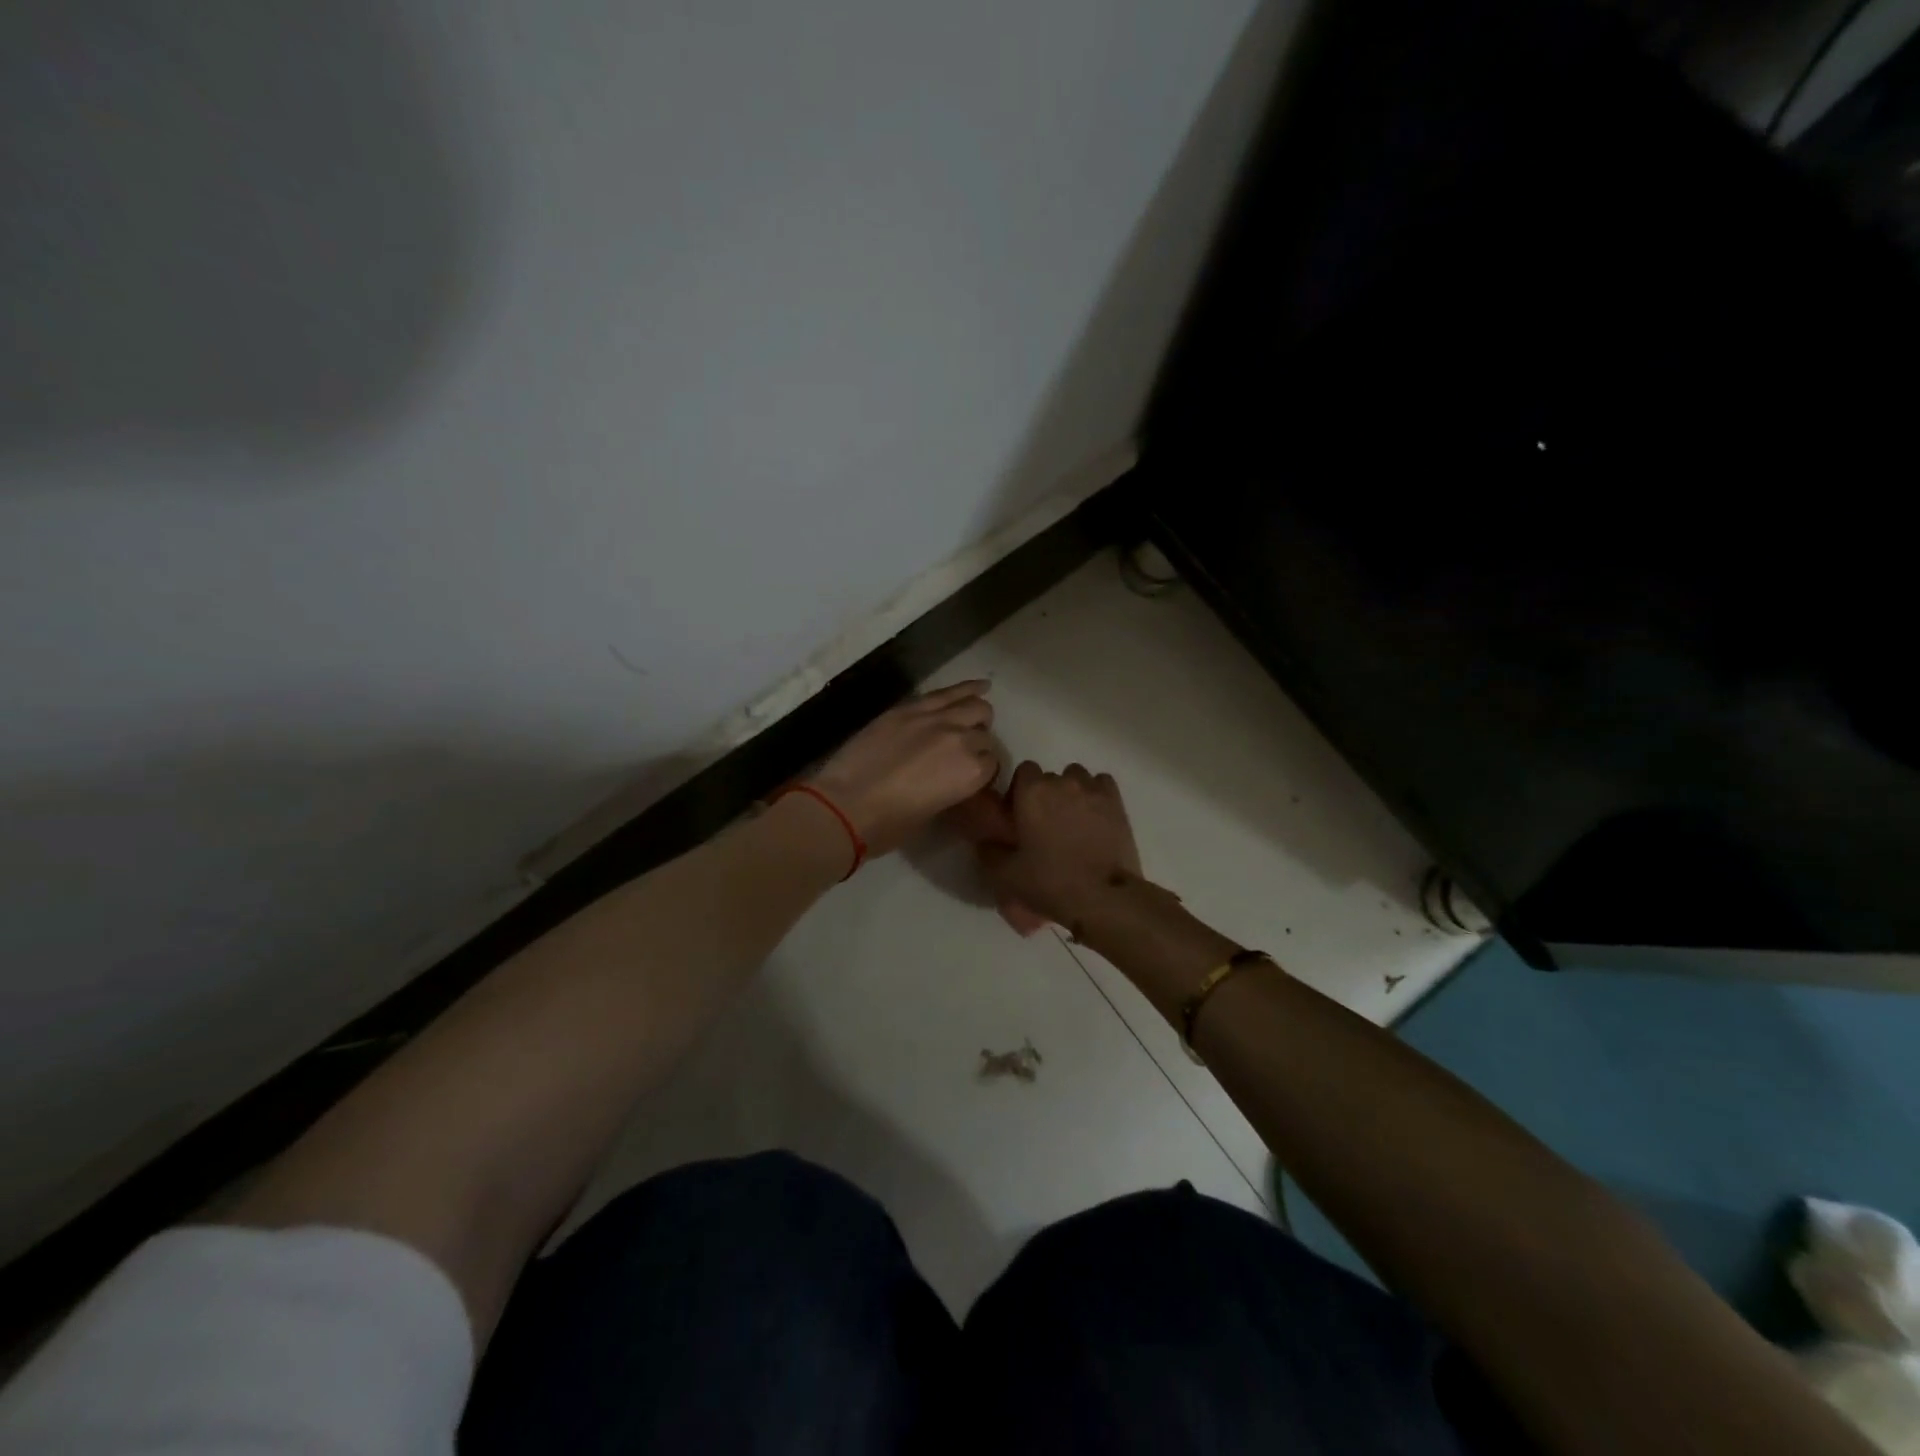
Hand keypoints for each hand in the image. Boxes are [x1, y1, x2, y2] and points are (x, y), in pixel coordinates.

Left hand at [808, 681, 998, 856]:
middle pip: (984, 736)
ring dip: (978, 714)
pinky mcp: (910, 708)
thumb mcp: (932, 812)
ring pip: (974, 708)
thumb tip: (952, 777)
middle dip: (979, 744)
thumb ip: (952, 788)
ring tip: (975, 718)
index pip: (991, 764)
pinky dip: (967, 688)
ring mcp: (936, 719)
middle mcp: (962, 741)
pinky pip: (946, 693)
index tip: (969, 776)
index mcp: (972, 774)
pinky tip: (980, 686)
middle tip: (965, 753)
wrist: (846, 803)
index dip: (981, 770)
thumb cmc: (889, 824)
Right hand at [977, 761, 1141, 928]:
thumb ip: (988, 852)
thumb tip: (984, 841)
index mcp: (1032, 792)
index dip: (1020, 790)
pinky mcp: (1117, 802)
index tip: (1020, 816)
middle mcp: (1062, 782)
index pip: (1024, 770)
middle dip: (1046, 795)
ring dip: (1072, 792)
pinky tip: (1095, 816)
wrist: (1102, 897)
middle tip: (1045, 825)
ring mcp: (1092, 789)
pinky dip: (1096, 794)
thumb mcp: (1005, 875)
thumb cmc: (1050, 882)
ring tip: (1072, 820)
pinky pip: (1102, 784)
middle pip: (1050, 777)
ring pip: (1077, 777)